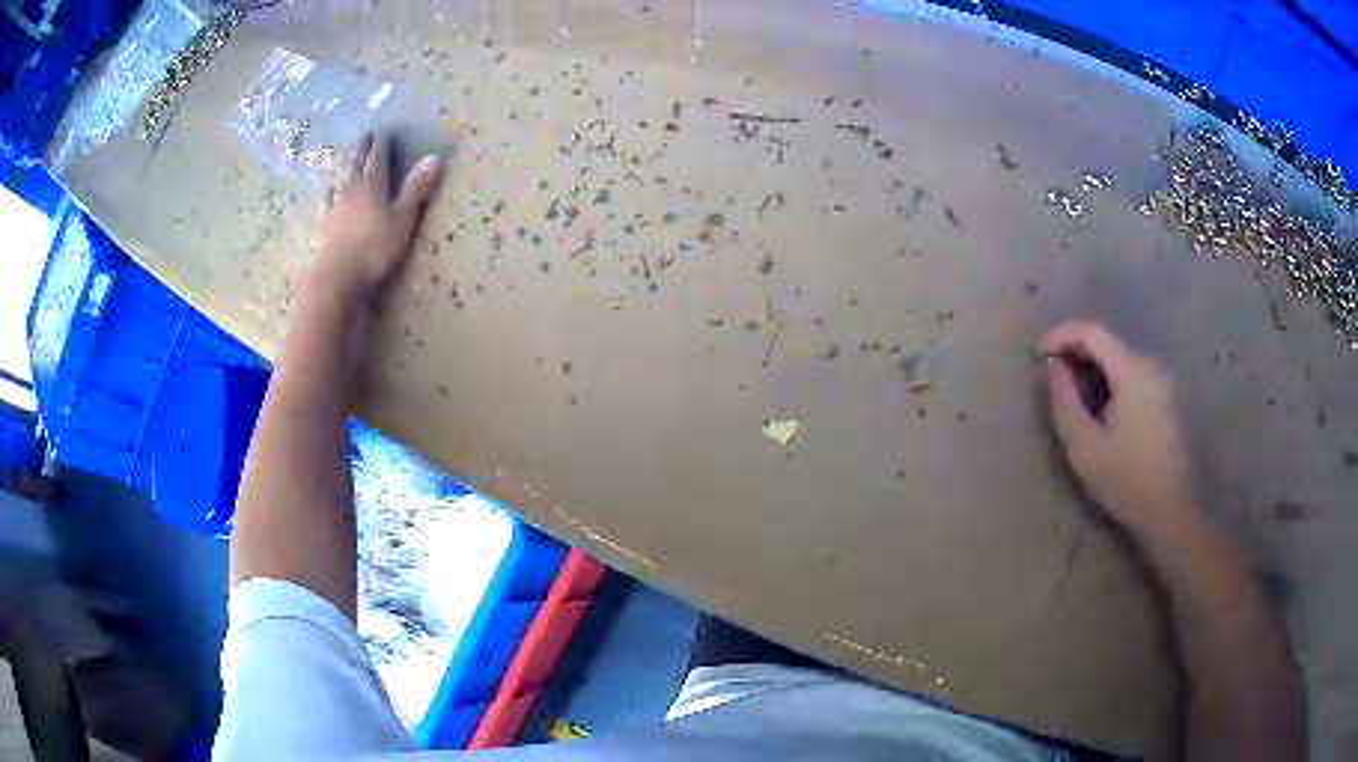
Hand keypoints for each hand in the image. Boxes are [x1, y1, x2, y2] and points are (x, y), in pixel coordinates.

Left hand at [307, 132, 442, 303]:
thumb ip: (416, 188)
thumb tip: (434, 158)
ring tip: (348, 163)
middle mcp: (351, 187)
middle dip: (364, 148)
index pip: (378, 154)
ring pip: (341, 179)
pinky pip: (327, 201)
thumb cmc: (375, 248)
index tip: (386, 130)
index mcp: (372, 182)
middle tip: (367, 136)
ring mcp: (334, 206)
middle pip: (357, 161)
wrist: (337, 278)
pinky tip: (329, 194)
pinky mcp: (324, 225)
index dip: (384, 141)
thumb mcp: (403, 218)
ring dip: (346, 168)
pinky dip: (331, 193)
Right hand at [1039, 321, 1197, 537]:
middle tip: (1052, 378)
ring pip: (1120, 359)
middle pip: (1107, 343)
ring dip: (1093, 368)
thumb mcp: (1084, 446)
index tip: (1037, 353)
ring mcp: (1162, 380)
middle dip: (1076, 353)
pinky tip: (1101, 409)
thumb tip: (1053, 366)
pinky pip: (1132, 374)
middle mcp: (1150, 365)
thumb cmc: (1125, 481)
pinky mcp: (1167, 397)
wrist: (1169, 512)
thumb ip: (1064, 400)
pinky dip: (1111, 380)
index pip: (1092, 331)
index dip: (1061, 334)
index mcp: (1132, 371)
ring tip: (1073, 396)